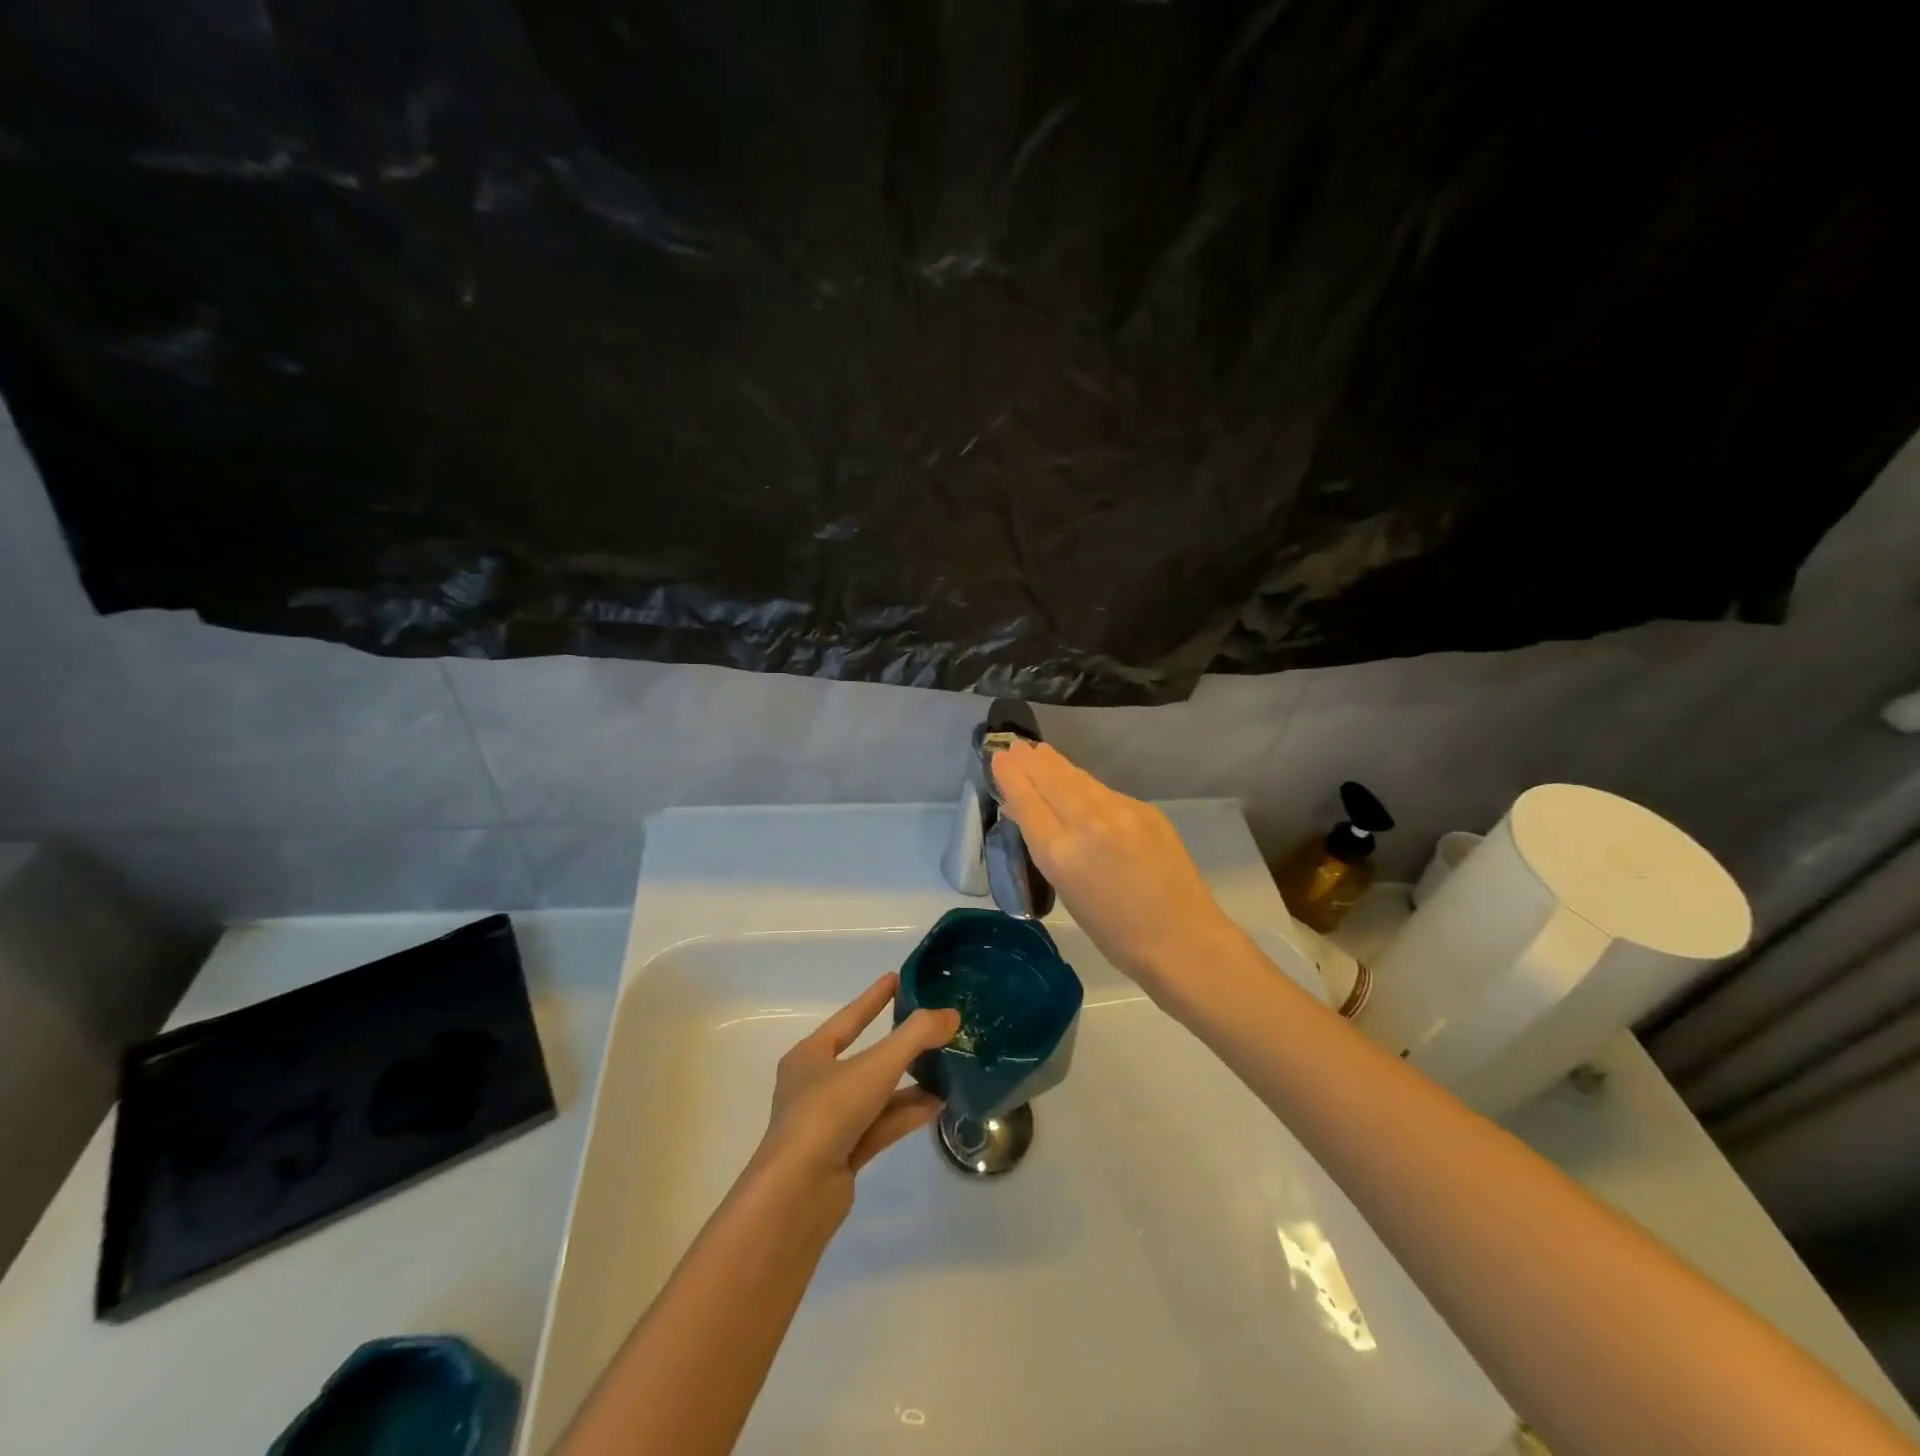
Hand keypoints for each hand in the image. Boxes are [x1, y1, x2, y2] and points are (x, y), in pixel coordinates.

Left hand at [751, 974, 960, 1205]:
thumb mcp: (875, 1066)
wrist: (795, 1197)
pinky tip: (937, 1105)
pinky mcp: (842, 1157)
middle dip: (898, 1045)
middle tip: (931, 1027)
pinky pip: (880, 1125)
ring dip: (908, 1083)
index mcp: (810, 1056)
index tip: (896, 978)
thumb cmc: (827, 1113)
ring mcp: (828, 1125)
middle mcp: (815, 1086)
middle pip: (864, 1058)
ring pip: (875, 1095)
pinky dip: (906, 1113)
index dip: (873, 998)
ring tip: (946, 1070)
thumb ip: (915, 1037)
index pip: (848, 1018)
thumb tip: (951, 1014)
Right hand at [992, 740, 1243, 997]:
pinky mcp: (1146, 810)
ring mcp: (1120, 812)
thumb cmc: (1116, 934)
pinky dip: (1085, 784)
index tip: (1000, 756)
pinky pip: (1105, 791)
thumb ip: (1050, 850)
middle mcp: (1088, 824)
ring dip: (1056, 764)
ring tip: (1040, 751)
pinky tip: (1079, 781)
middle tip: (1015, 743)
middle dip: (1031, 760)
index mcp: (1061, 854)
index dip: (1011, 776)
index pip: (1027, 802)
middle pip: (1052, 780)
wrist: (1182, 939)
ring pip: (1079, 779)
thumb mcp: (1068, 892)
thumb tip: (1034, 817)